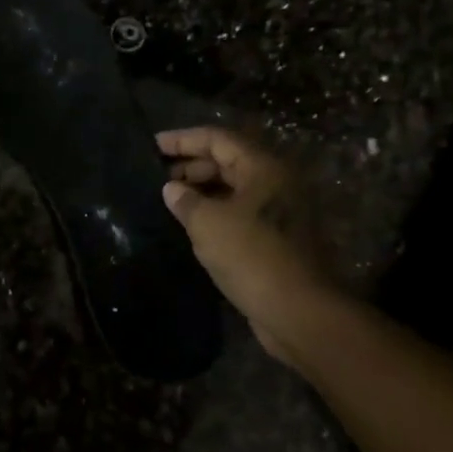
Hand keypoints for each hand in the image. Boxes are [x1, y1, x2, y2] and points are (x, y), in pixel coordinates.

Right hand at [157, 128, 335, 369]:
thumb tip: (172, 189)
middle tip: (157, 176)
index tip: (153, 145)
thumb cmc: (252, 257)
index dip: (183, 139)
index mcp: (263, 168)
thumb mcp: (208, 224)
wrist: (299, 312)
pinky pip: (239, 213)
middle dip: (190, 166)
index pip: (218, 139)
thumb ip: (185, 200)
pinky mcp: (276, 239)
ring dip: (201, 191)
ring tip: (168, 200)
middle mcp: (275, 183)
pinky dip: (214, 213)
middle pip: (227, 161)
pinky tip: (189, 225)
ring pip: (233, 189)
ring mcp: (279, 212)